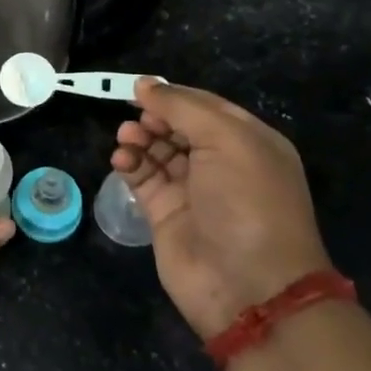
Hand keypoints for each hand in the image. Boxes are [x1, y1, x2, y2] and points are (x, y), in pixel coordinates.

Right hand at [112, 81, 333, 339]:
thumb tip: (145, 84)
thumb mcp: (226, 140)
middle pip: (179, 127)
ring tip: (126, 139)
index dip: (174, 96)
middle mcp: (222, 164)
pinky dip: (130, 164)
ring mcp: (192, 191)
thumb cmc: (247, 202)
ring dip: (139, 138)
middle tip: (136, 119)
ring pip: (158, 151)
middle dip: (155, 118)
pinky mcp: (165, 214)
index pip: (205, 107)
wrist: (247, 286)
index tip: (140, 90)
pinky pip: (143, 178)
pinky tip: (121, 159)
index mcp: (249, 142)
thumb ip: (183, 108)